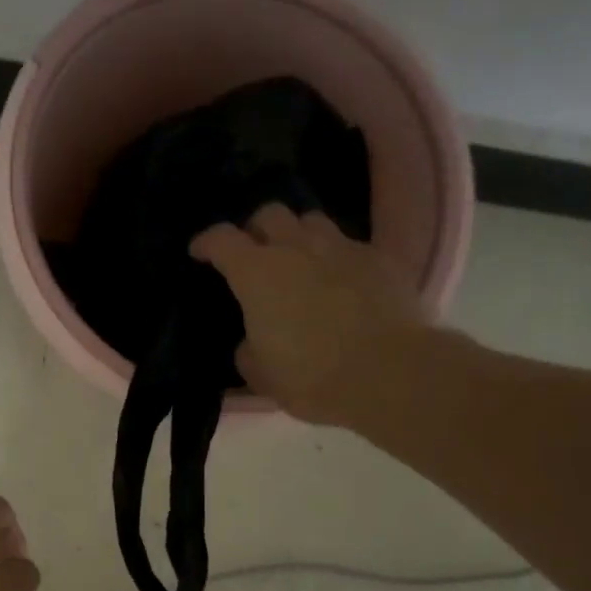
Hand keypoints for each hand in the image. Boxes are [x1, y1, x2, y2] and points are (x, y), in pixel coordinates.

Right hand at [191, 204, 431, 425]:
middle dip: (255, 229)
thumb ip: (248, 350)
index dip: (206, 242)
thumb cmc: (312, 376)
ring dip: (298, 235)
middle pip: (269, 214)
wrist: (390, 374)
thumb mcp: (261, 374)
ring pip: (312, 221)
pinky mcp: (380, 260)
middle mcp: (296, 248)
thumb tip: (251, 342)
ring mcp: (342, 249)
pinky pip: (349, 245)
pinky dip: (336, 257)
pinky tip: (340, 280)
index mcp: (257, 273)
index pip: (221, 239)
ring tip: (299, 260)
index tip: (199, 252)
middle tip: (254, 253)